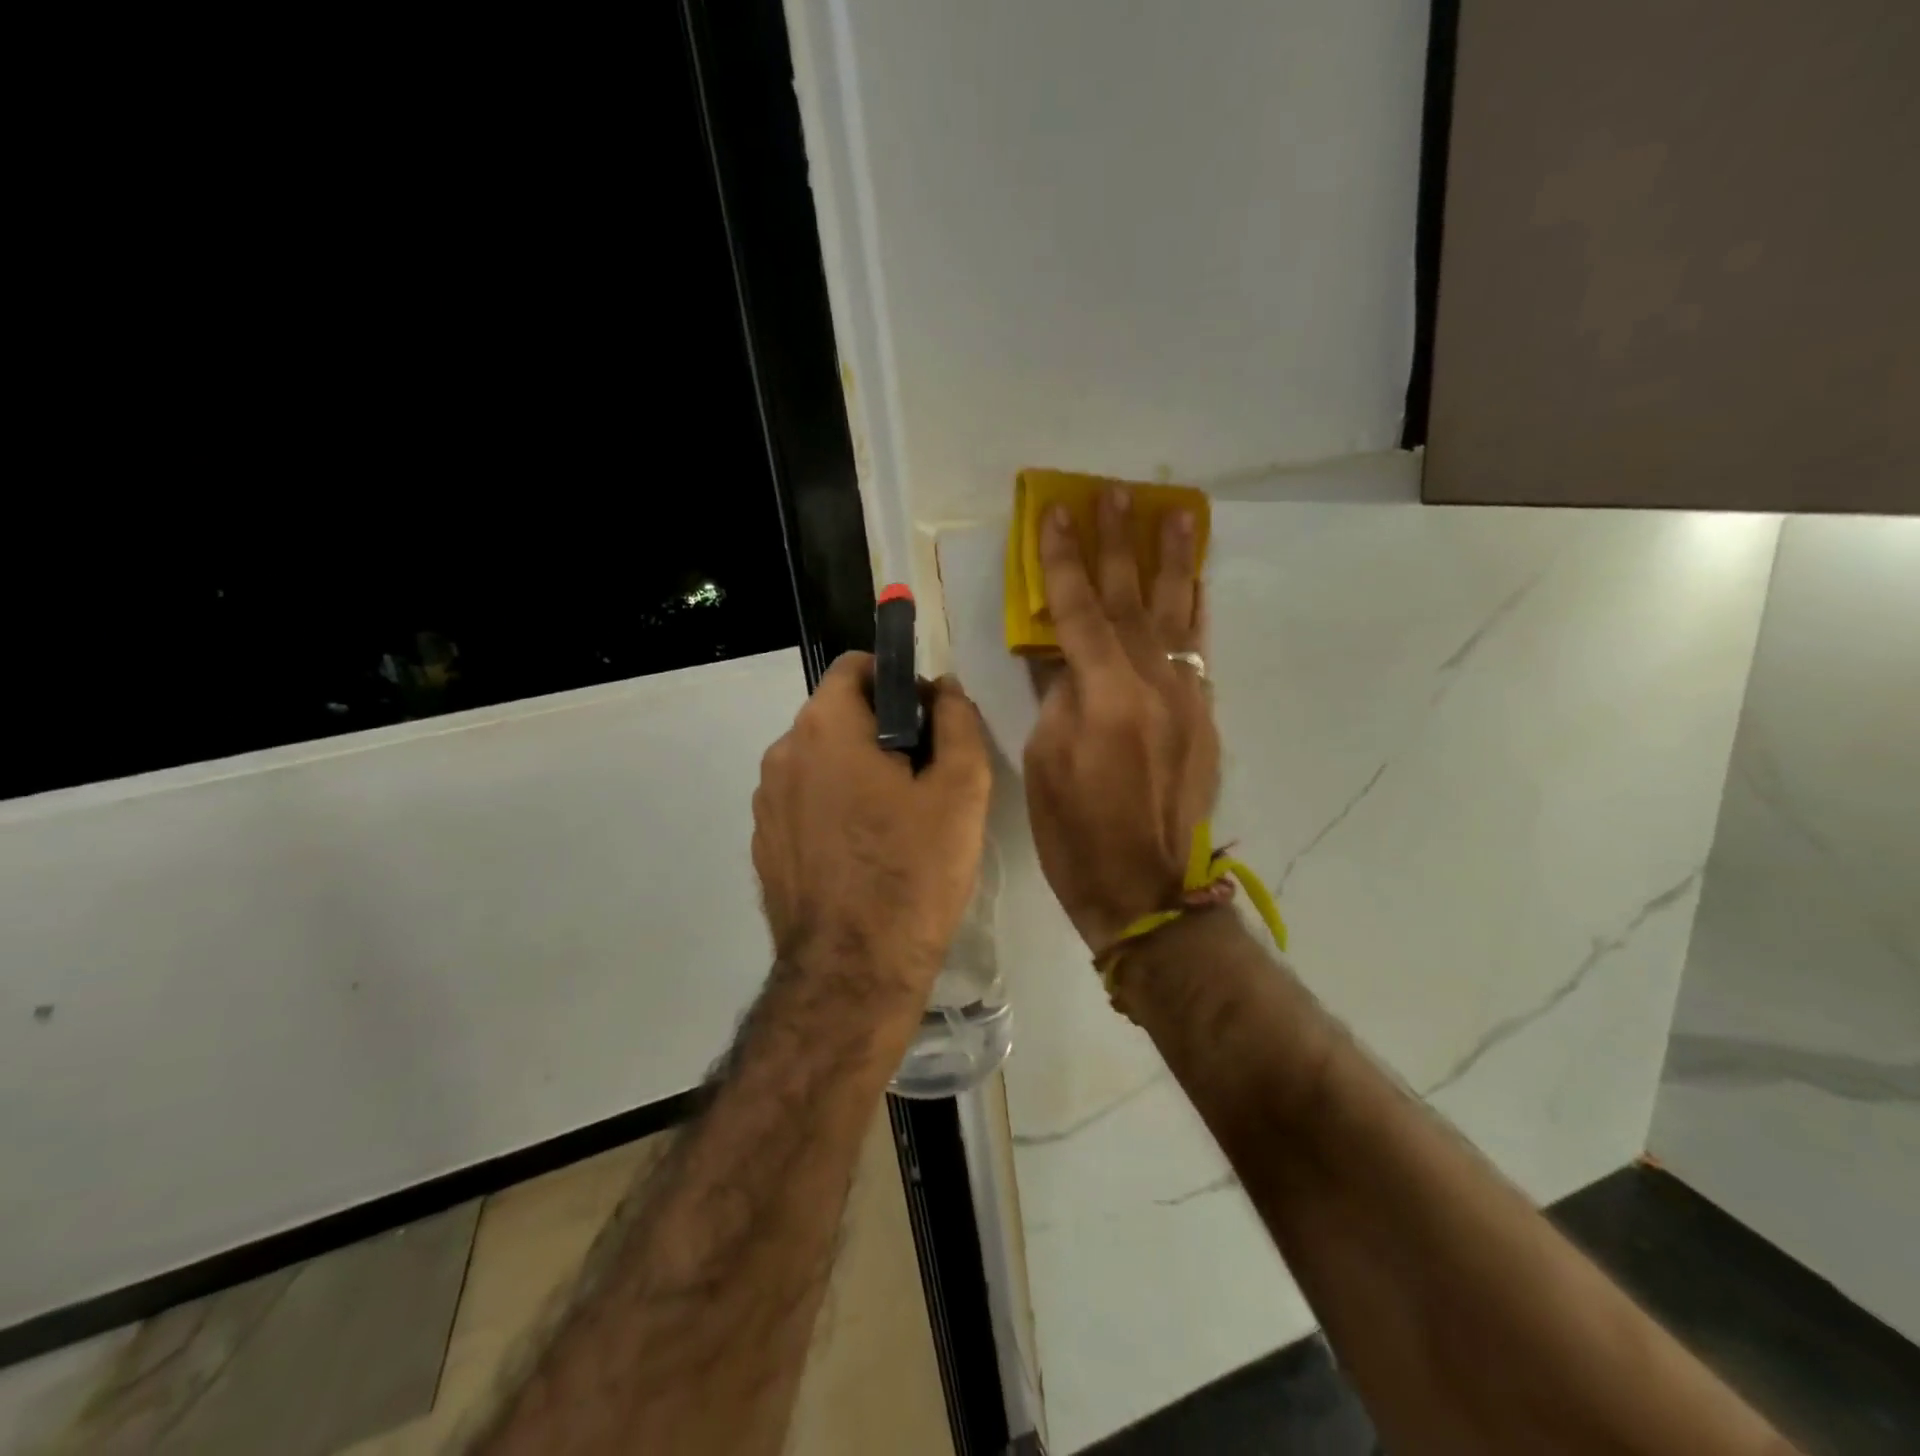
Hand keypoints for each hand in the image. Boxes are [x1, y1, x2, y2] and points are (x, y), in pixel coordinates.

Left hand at [753, 652, 991, 996]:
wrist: (852, 973)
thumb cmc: (913, 872)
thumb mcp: (960, 790)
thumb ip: (957, 722)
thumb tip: (943, 690)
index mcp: (824, 728)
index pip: (855, 667)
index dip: (897, 682)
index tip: (927, 721)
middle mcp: (782, 754)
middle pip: (837, 716)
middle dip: (880, 731)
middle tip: (923, 778)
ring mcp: (765, 803)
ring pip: (820, 762)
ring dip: (855, 772)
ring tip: (896, 822)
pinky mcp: (764, 845)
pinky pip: (804, 804)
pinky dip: (832, 809)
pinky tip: (863, 854)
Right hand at [1023, 488, 1217, 951]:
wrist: (1147, 891)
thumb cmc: (1076, 835)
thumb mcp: (1045, 764)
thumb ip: (1055, 697)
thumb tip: (1060, 653)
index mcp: (1105, 696)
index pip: (1077, 612)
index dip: (1063, 562)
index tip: (1056, 514)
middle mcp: (1152, 685)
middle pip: (1131, 600)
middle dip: (1120, 544)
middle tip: (1116, 493)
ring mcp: (1185, 699)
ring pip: (1176, 615)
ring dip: (1173, 561)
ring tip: (1176, 512)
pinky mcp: (1203, 717)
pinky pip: (1199, 650)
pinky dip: (1196, 611)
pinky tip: (1196, 582)